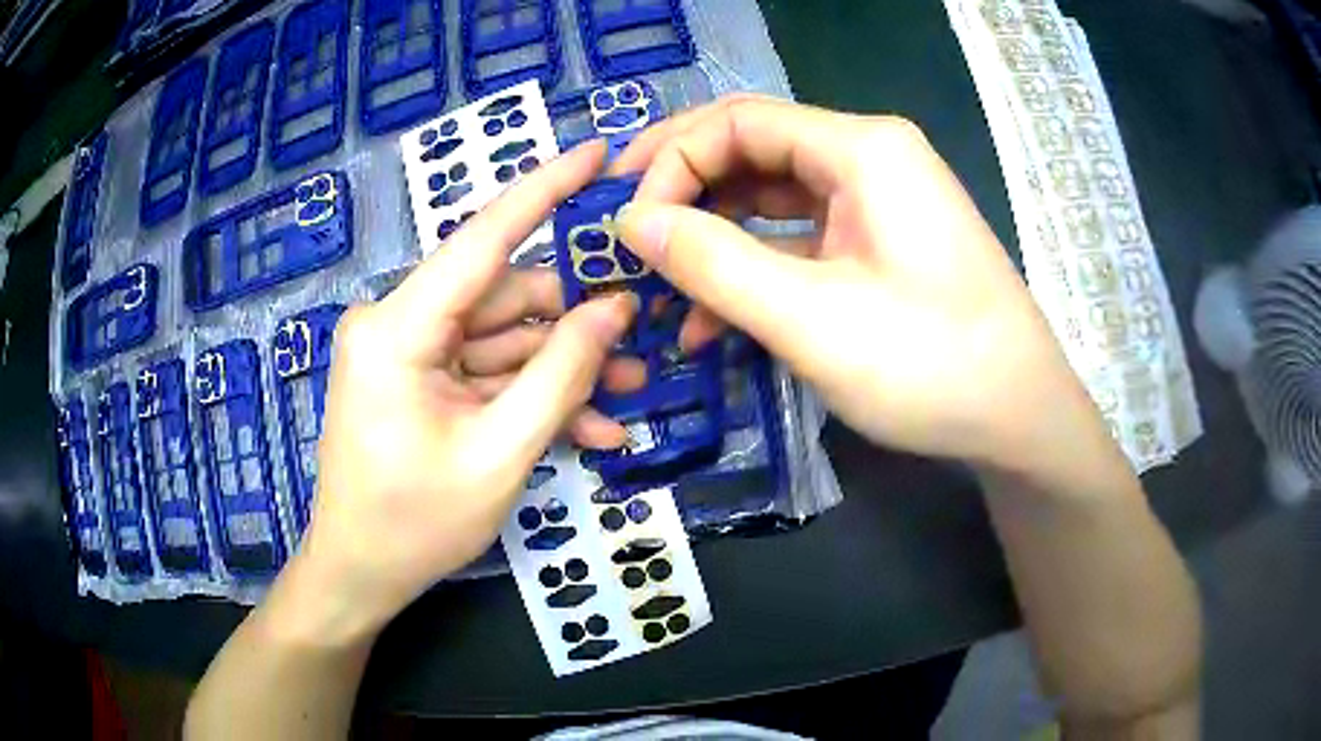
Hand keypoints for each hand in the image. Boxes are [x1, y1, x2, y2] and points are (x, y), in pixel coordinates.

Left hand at [292, 140, 635, 641]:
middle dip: (574, 326)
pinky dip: (530, 396)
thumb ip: (559, 375)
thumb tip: (614, 309)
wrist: (358, 575)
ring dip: (561, 370)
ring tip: (628, 396)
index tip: (596, 152)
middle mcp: (397, 323)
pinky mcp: (416, 380)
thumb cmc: (414, 525)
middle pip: (503, 300)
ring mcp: (406, 353)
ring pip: (501, 341)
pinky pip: (482, 374)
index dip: (544, 189)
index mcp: (398, 328)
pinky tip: (589, 429)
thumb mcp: (500, 455)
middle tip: (643, 344)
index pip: (482, 237)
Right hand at [613, 96, 1092, 468]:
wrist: (1021, 419)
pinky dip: (757, 267)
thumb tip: (631, 221)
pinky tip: (718, 318)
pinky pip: (802, 237)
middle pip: (754, 150)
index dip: (670, 161)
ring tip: (664, 291)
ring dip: (716, 238)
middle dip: (685, 192)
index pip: (737, 121)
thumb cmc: (932, 366)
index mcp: (861, 147)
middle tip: (628, 239)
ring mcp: (879, 201)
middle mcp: (870, 156)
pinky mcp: (881, 244)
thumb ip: (714, 262)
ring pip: (773, 198)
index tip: (627, 223)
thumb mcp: (811, 318)